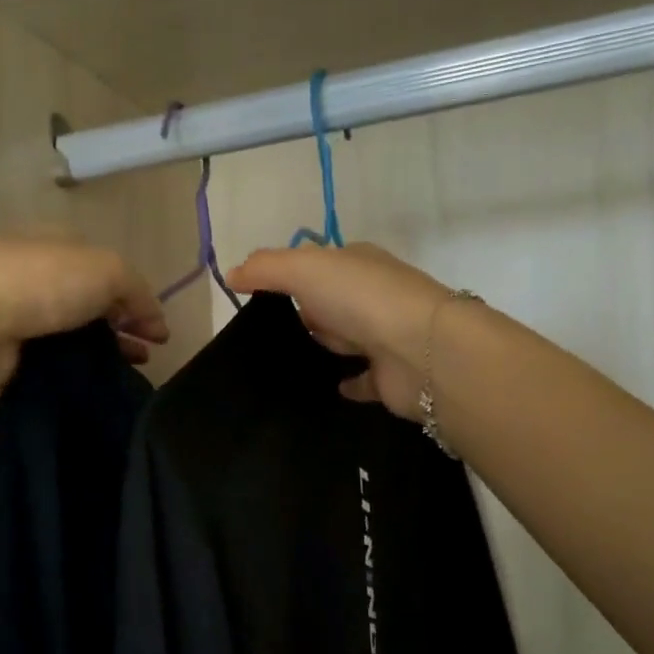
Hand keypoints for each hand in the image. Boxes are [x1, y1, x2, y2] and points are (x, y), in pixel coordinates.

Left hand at [0, 235, 167, 443]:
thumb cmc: (43, 283)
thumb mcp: (108, 270)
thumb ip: (139, 292)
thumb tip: (154, 322)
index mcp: (57, 240)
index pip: (107, 267)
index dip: (137, 297)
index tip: (157, 332)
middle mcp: (36, 269)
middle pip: (91, 299)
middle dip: (123, 325)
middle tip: (145, 354)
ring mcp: (16, 308)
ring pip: (73, 330)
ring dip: (103, 349)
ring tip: (127, 372)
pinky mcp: (4, 346)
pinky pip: (52, 355)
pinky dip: (75, 365)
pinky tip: (93, 381)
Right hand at [228, 243, 451, 419]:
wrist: (420, 351)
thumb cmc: (360, 299)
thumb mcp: (304, 269)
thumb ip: (266, 269)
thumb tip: (232, 273)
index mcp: (358, 264)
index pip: (320, 265)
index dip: (291, 277)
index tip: (259, 298)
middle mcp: (374, 298)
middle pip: (331, 305)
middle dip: (307, 315)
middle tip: (265, 336)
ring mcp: (385, 338)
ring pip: (346, 341)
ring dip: (325, 347)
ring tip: (282, 365)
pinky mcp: (389, 377)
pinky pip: (361, 380)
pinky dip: (347, 383)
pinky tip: (325, 389)